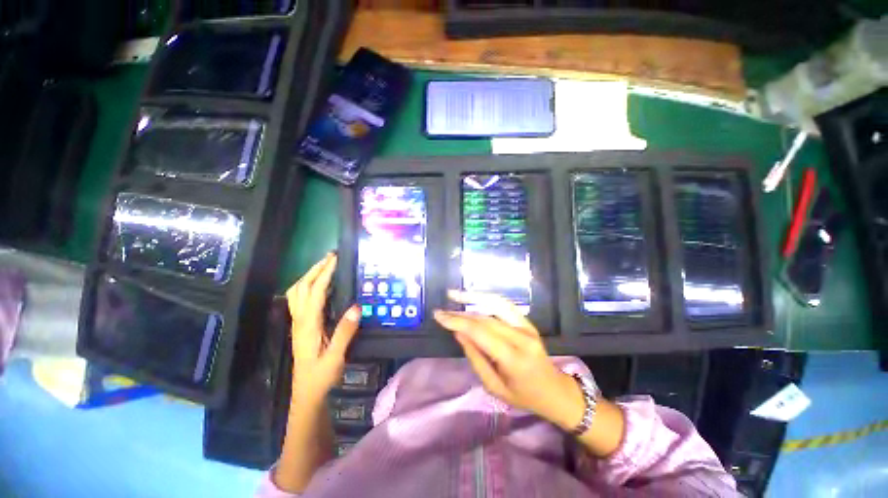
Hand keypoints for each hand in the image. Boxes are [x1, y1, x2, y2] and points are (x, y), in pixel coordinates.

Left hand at [286, 253, 360, 402]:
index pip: (315, 293)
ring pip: (296, 293)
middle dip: (314, 269)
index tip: (335, 259)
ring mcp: (299, 323)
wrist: (307, 394)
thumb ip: (345, 332)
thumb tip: (356, 307)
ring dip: (308, 276)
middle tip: (330, 257)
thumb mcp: (336, 356)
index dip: (325, 274)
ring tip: (324, 267)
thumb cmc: (321, 376)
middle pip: (301, 288)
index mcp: (308, 325)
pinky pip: (300, 299)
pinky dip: (308, 286)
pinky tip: (320, 287)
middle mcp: (300, 320)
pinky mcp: (302, 326)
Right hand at [433, 290, 585, 430]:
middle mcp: (522, 337)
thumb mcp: (494, 387)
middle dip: (460, 313)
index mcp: (514, 359)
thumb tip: (459, 333)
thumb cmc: (524, 396)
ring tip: (454, 294)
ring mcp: (527, 326)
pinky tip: (474, 297)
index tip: (439, 316)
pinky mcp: (528, 322)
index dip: (457, 321)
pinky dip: (487, 299)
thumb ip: (476, 358)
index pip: (480, 332)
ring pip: (495, 305)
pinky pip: (505, 305)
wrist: (555, 390)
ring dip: (473, 297)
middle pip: (485, 318)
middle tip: (441, 311)